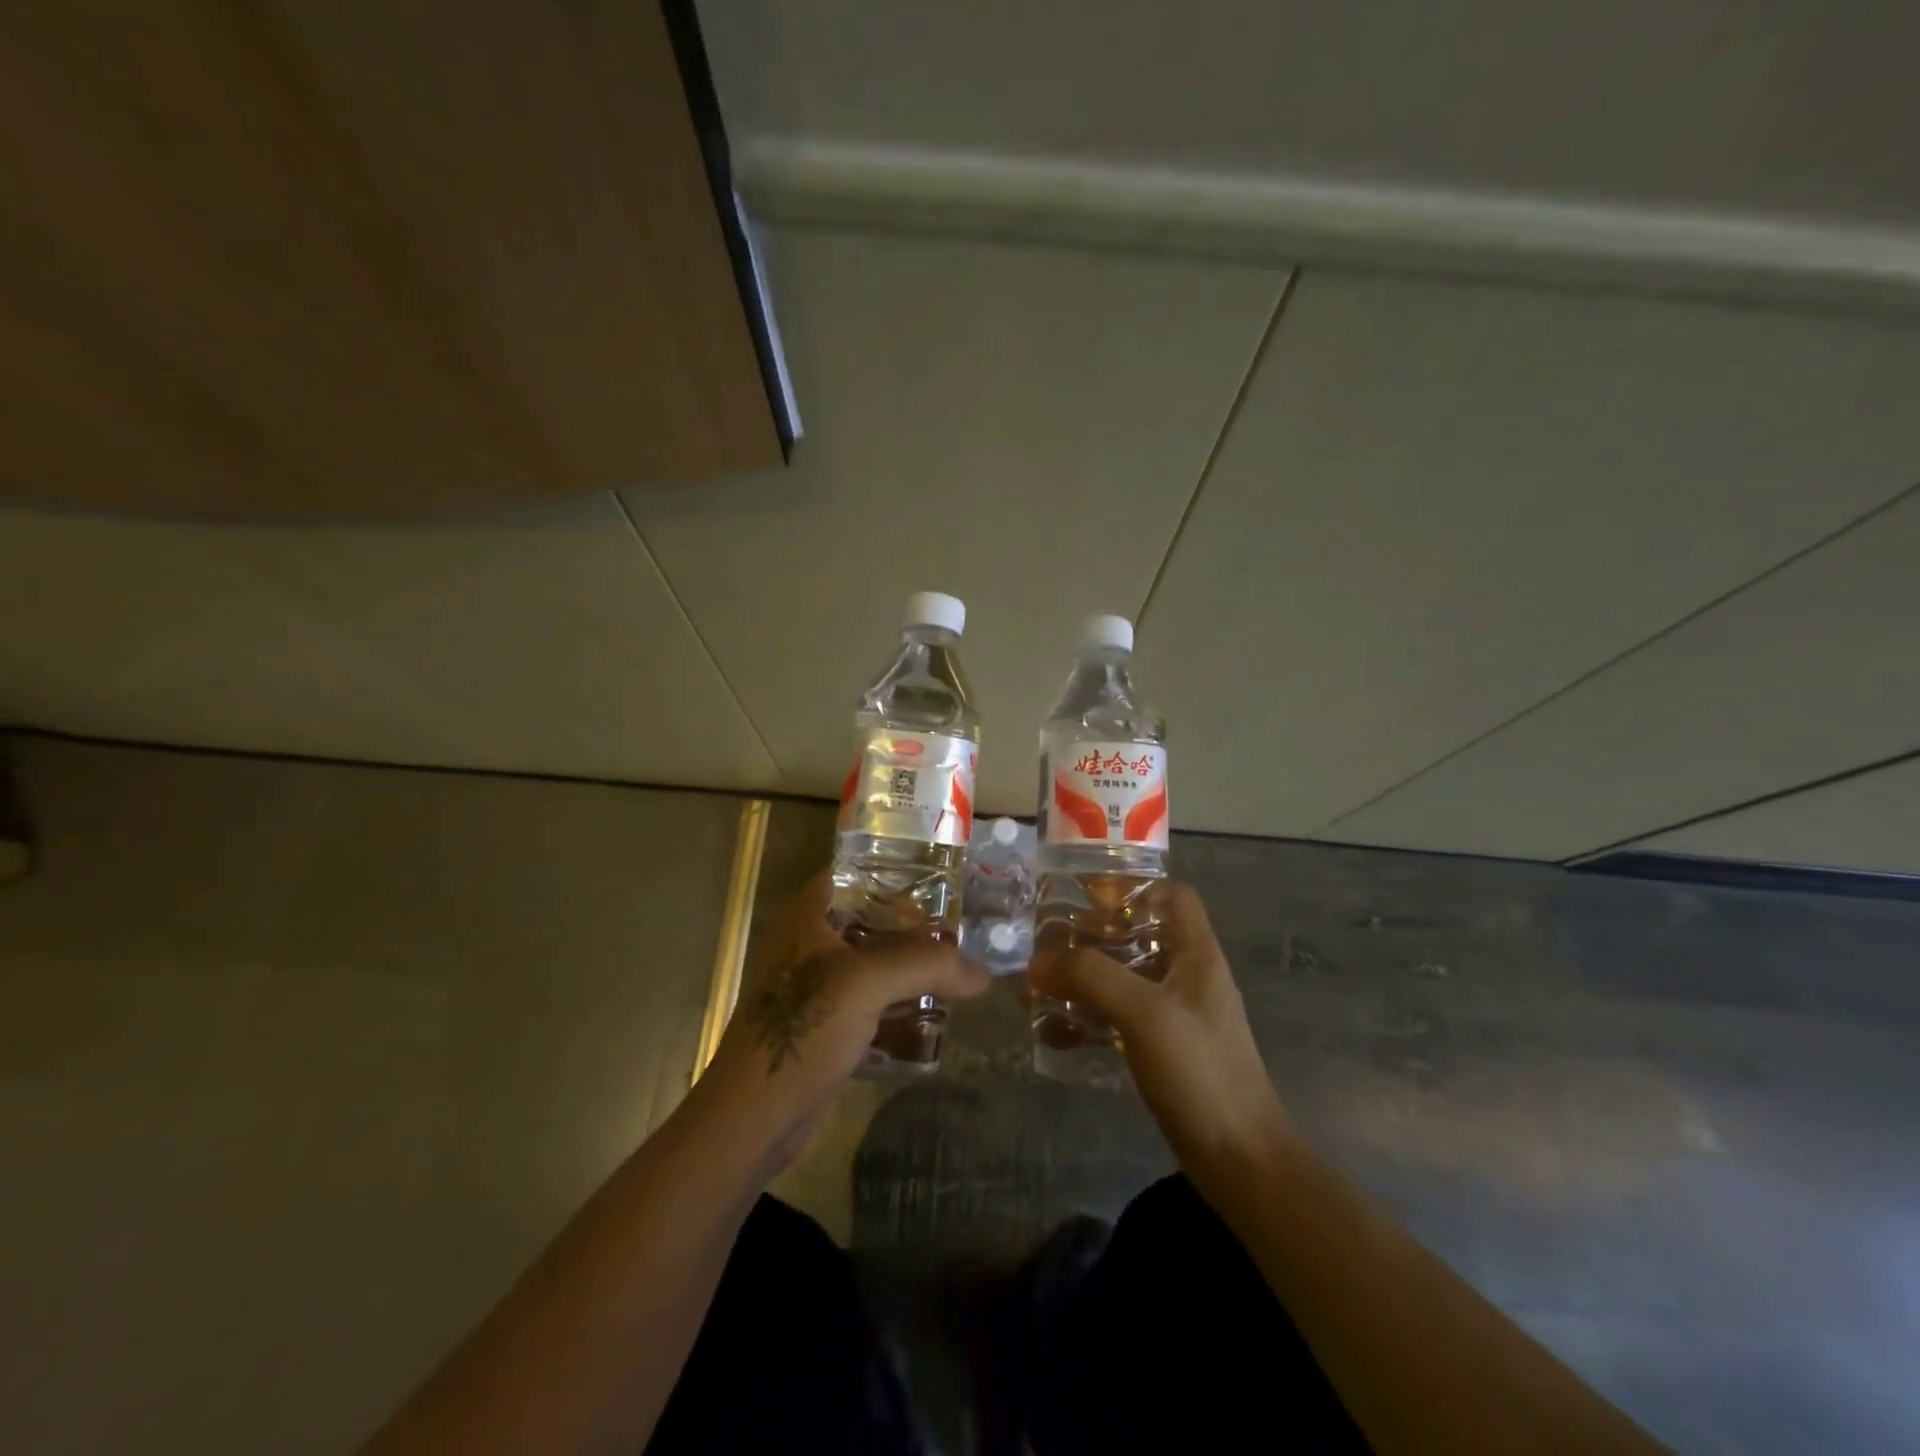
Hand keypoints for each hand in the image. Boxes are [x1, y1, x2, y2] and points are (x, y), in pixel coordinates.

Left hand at [704, 871, 988, 1170]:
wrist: (754, 1117)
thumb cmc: (803, 1030)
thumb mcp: (867, 984)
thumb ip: (927, 966)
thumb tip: (983, 973)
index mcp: (808, 916)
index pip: (856, 873)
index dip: (897, 872)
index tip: (944, 882)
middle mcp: (810, 943)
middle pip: (871, 919)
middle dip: (915, 925)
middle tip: (963, 929)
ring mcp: (816, 986)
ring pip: (874, 962)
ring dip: (911, 967)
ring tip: (959, 968)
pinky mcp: (826, 1024)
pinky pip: (871, 1000)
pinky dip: (900, 1001)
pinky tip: (935, 1011)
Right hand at [1028, 882, 1292, 1181]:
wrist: (1240, 1162)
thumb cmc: (1200, 1072)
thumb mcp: (1144, 1013)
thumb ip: (1091, 977)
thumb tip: (1037, 962)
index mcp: (1197, 955)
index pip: (1172, 896)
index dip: (1132, 889)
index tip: (1084, 899)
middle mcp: (1188, 977)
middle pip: (1138, 936)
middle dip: (1091, 938)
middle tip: (1047, 945)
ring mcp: (1177, 1016)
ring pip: (1124, 979)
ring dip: (1083, 980)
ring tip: (1039, 987)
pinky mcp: (1164, 1050)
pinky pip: (1119, 1019)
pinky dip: (1088, 1019)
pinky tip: (1054, 1033)